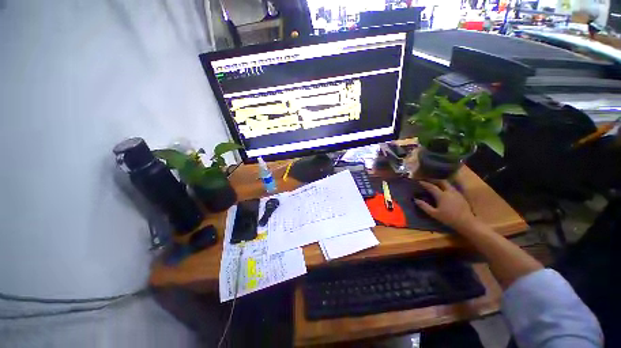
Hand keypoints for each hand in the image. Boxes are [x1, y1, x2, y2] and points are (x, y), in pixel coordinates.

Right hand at [414, 181, 478, 231]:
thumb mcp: (434, 213)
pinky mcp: (461, 196)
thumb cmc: (448, 218)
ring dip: (441, 183)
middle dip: (434, 180)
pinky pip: (453, 188)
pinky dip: (447, 187)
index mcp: (441, 195)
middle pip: (442, 182)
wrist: (466, 222)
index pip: (431, 186)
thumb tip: (415, 200)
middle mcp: (449, 192)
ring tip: (436, 184)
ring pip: (448, 184)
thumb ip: (424, 206)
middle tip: (429, 180)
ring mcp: (457, 193)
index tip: (419, 181)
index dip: (425, 183)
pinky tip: (445, 191)